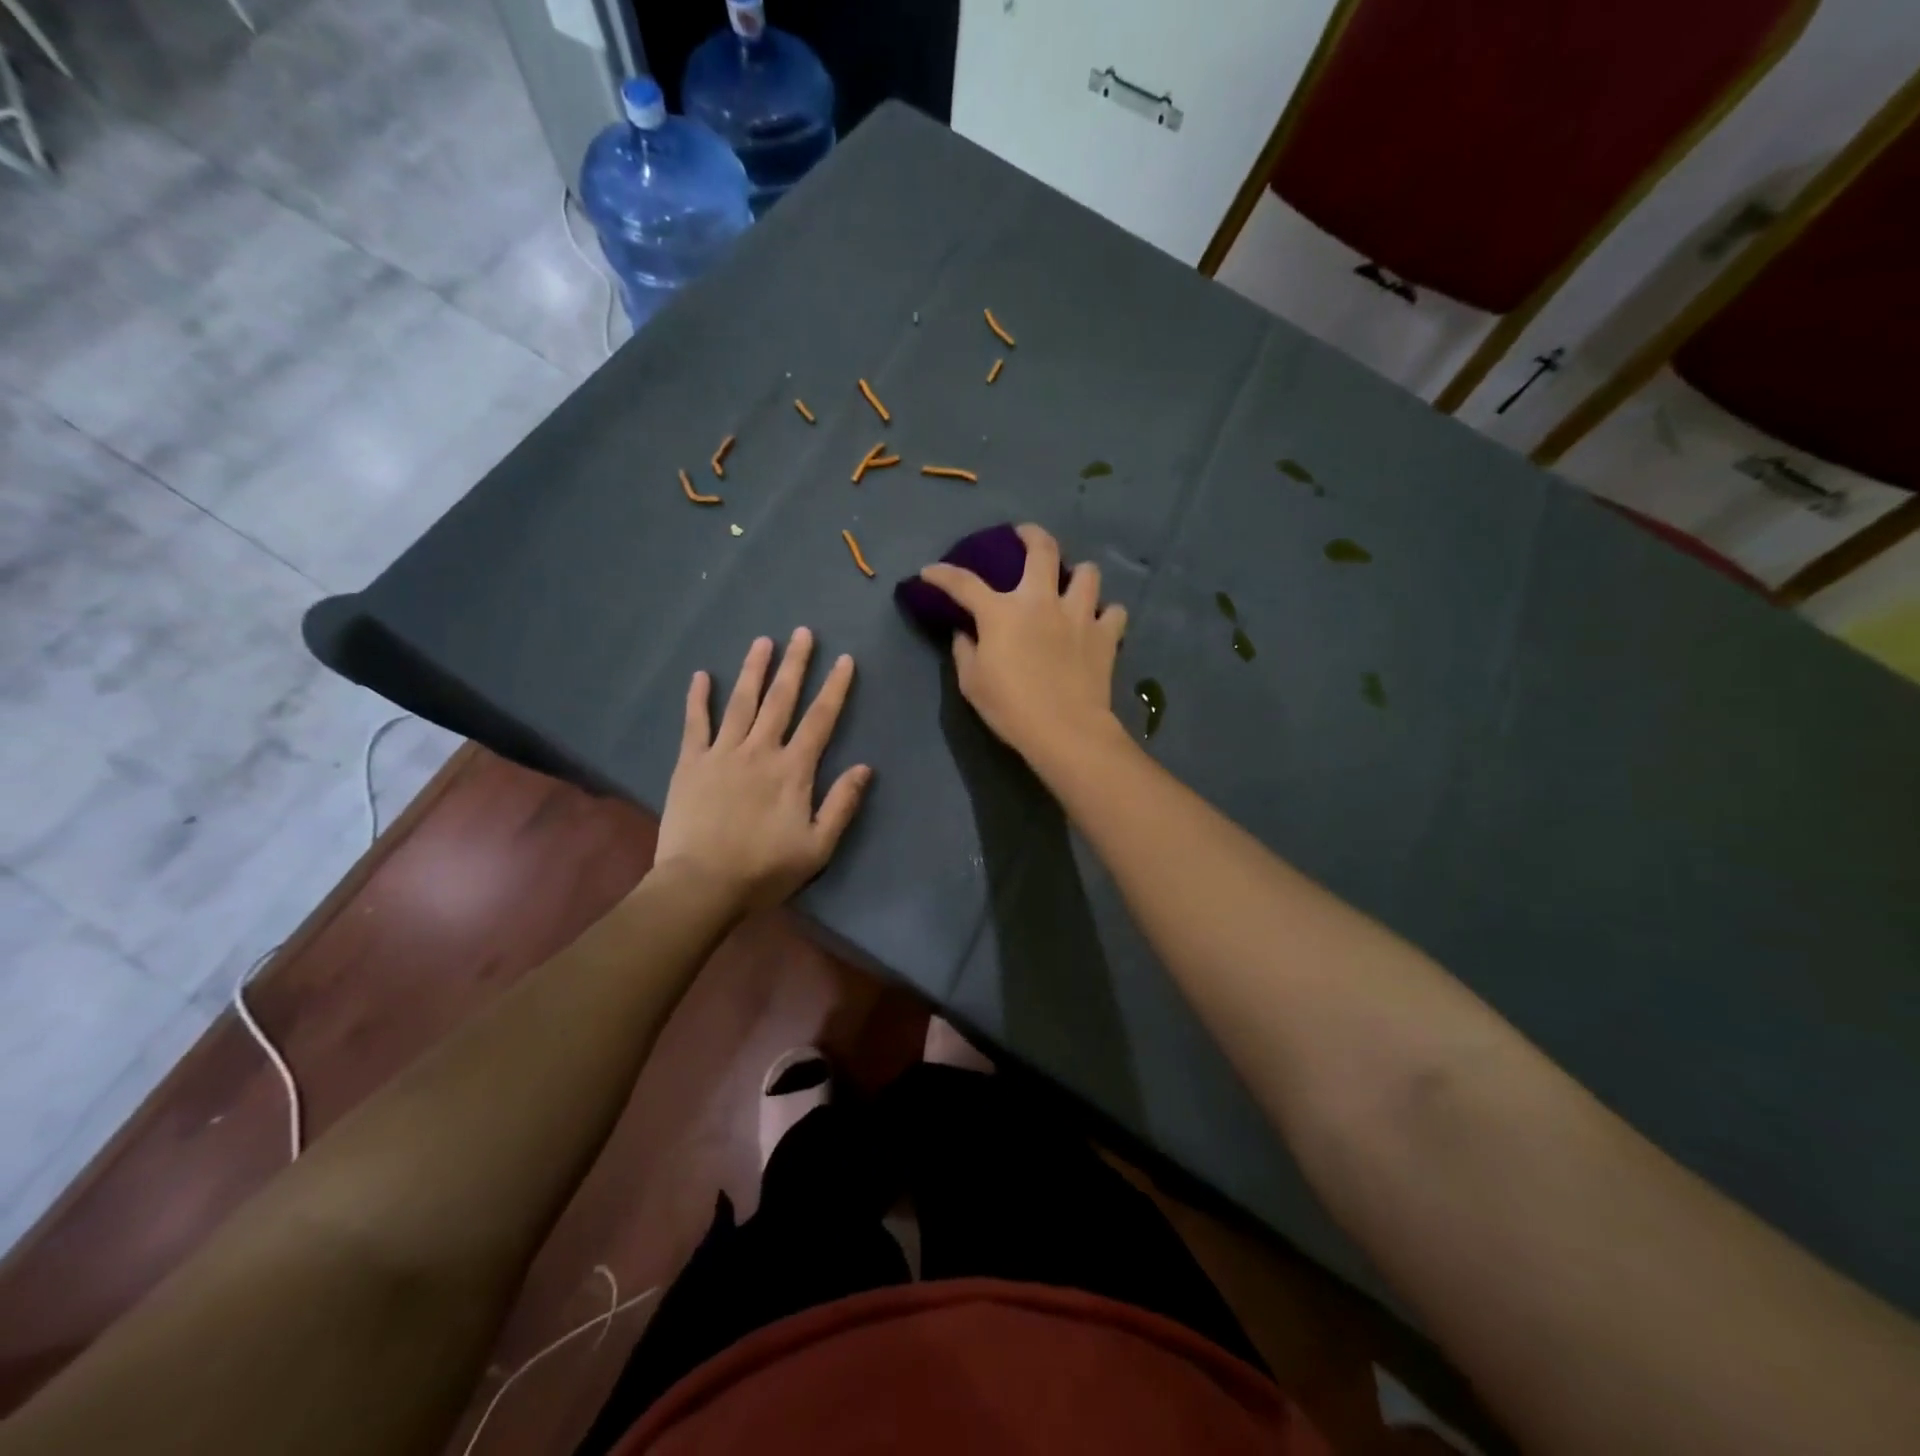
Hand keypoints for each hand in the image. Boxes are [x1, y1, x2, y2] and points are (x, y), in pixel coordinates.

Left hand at [654, 629, 871, 912]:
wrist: (701, 885)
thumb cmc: (764, 869)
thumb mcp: (817, 846)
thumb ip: (842, 804)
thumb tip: (865, 767)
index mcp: (793, 770)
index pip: (820, 720)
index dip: (835, 688)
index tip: (844, 660)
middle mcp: (760, 750)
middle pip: (781, 699)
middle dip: (795, 664)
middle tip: (802, 632)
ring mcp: (722, 753)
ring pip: (741, 702)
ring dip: (753, 670)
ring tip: (762, 642)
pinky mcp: (690, 763)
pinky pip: (695, 723)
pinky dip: (698, 699)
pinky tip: (700, 676)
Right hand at [918, 523, 1128, 768]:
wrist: (1065, 730)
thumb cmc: (1011, 708)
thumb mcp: (972, 683)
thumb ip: (965, 651)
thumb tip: (964, 633)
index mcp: (1001, 613)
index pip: (964, 583)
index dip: (943, 574)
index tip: (930, 571)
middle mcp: (1041, 601)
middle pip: (1041, 550)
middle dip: (1030, 535)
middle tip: (1024, 535)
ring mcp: (1078, 615)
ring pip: (1087, 573)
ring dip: (1078, 574)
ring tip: (1071, 584)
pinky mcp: (1105, 635)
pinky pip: (1113, 612)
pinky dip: (1106, 614)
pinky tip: (1098, 623)